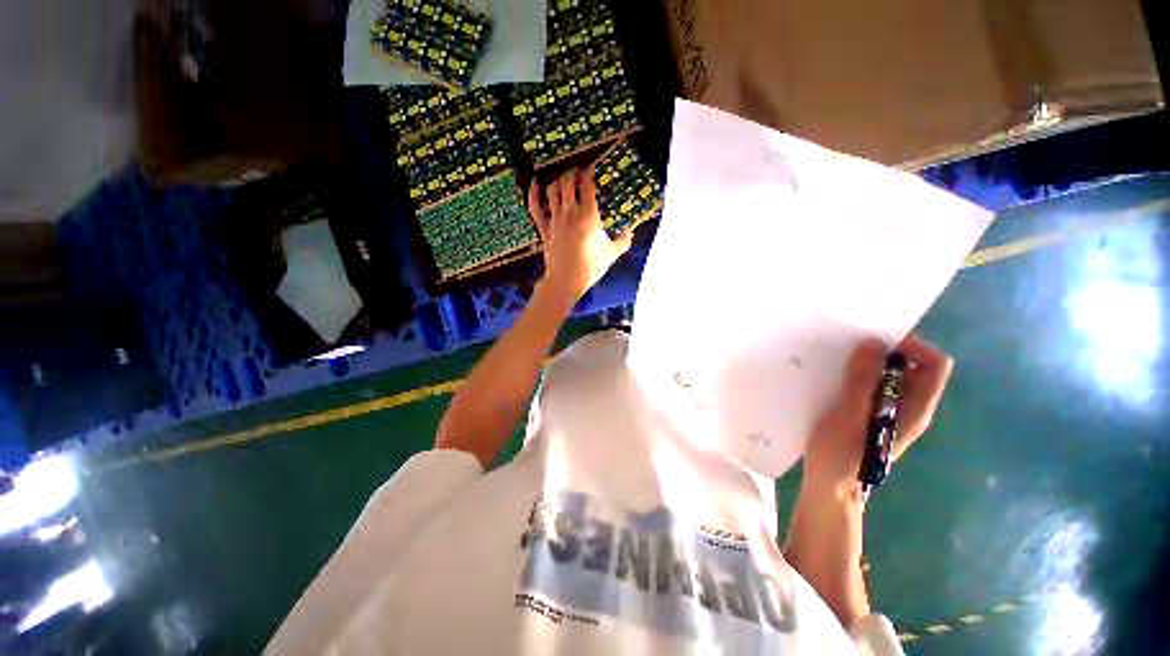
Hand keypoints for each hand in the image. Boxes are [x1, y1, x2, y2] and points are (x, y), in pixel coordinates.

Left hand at [528, 167, 633, 303]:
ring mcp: (554, 220)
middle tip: (577, 172)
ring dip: (557, 181)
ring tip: (563, 180)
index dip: (588, 173)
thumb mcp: (612, 254)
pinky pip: (535, 208)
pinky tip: (535, 184)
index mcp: (589, 216)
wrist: (566, 281)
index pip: (587, 185)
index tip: (591, 169)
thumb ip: (624, 241)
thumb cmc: (591, 267)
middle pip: (567, 182)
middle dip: (572, 173)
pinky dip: (533, 194)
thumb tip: (631, 232)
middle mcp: (570, 212)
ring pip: (552, 191)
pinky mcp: (544, 229)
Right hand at [802, 334, 954, 498]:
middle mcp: (908, 406)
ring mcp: (888, 410)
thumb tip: (872, 343)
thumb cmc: (841, 455)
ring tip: (837, 356)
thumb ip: (861, 382)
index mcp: (914, 408)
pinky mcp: (869, 413)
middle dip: (885, 349)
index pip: (934, 364)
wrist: (830, 487)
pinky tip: (832, 374)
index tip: (875, 339)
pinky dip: (856, 373)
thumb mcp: (849, 417)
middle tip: (851, 343)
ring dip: (867, 360)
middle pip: (913, 366)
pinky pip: (871, 383)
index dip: (911, 345)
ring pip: (889, 374)